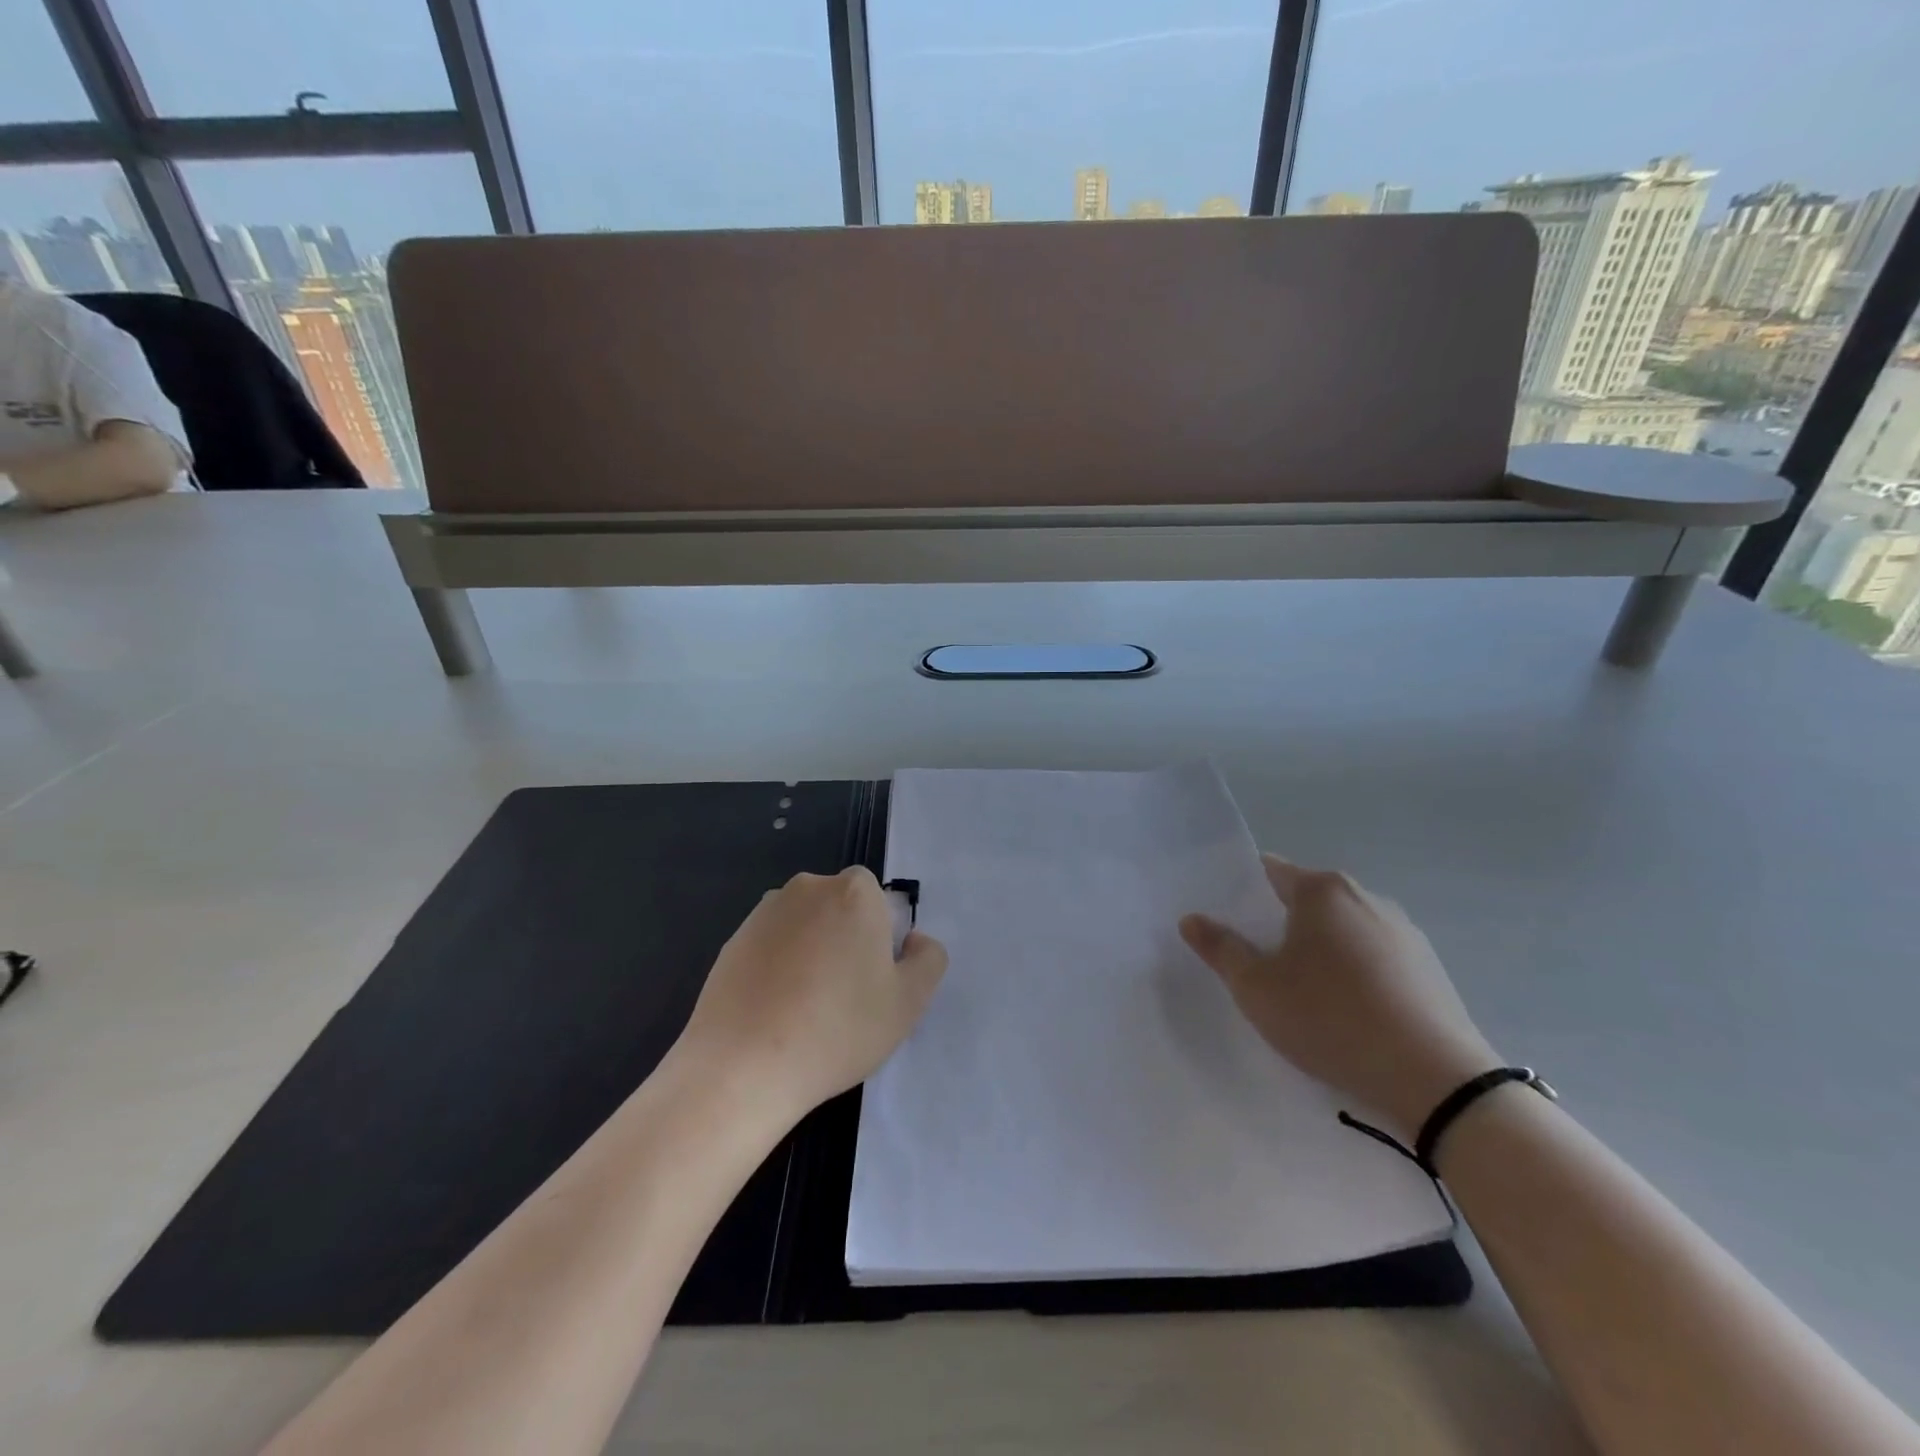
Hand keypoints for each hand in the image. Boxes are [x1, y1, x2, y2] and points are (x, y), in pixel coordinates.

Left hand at [678, 867, 947, 1117]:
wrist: (742, 1065)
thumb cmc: (838, 1029)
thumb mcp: (909, 1003)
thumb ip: (928, 959)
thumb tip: (913, 939)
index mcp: (854, 892)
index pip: (877, 898)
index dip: (880, 936)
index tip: (872, 979)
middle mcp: (808, 888)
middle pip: (839, 908)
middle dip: (845, 939)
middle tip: (845, 997)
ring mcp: (764, 912)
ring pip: (804, 926)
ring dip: (810, 952)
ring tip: (805, 1010)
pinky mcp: (732, 940)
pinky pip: (770, 946)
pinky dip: (777, 968)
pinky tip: (774, 1012)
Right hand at [1180, 856, 1498, 1137]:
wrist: (1436, 1080)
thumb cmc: (1331, 1019)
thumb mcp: (1257, 987)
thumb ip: (1220, 948)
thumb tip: (1191, 919)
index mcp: (1322, 890)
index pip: (1269, 872)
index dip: (1242, 893)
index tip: (1226, 923)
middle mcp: (1366, 897)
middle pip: (1306, 900)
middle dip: (1279, 925)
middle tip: (1255, 964)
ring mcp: (1403, 932)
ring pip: (1342, 930)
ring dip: (1318, 951)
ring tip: (1301, 994)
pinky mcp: (1429, 968)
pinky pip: (1374, 957)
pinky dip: (1353, 972)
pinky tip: (1346, 1012)